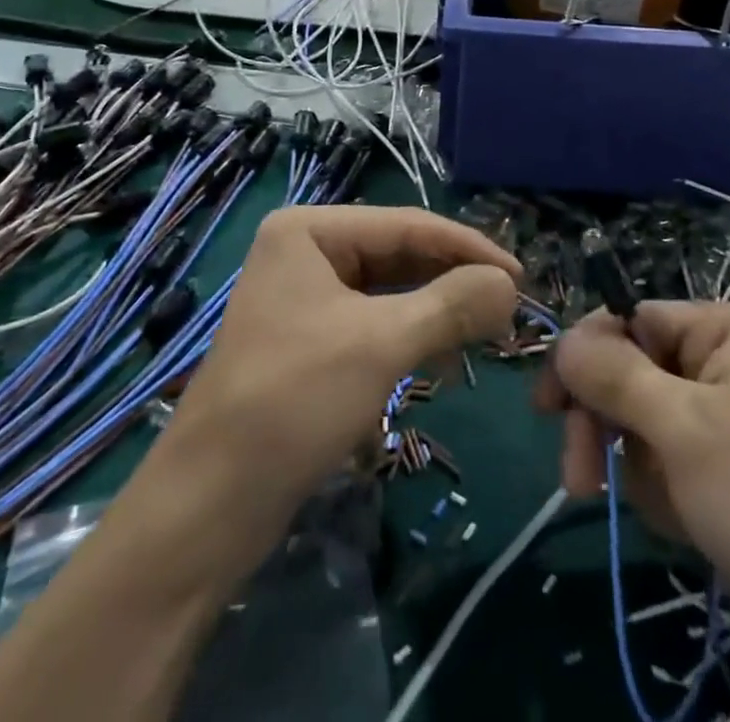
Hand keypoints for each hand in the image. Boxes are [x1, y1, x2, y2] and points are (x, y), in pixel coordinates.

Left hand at [168, 205, 520, 516]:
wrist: (209, 505)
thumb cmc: (293, 401)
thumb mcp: (382, 344)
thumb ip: (452, 305)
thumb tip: (510, 284)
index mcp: (309, 230)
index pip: (407, 224)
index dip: (468, 248)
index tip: (521, 277)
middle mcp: (304, 251)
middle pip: (398, 254)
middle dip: (452, 280)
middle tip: (508, 308)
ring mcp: (303, 295)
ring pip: (388, 289)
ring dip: (436, 309)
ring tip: (485, 331)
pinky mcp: (308, 338)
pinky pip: (372, 320)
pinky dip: (409, 335)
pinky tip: (442, 356)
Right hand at [535, 301, 729, 616]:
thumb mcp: (686, 428)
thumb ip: (615, 376)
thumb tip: (563, 338)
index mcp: (727, 331)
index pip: (632, 320)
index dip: (587, 357)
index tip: (547, 406)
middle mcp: (727, 368)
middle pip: (631, 373)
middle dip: (603, 421)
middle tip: (576, 476)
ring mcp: (728, 427)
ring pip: (642, 425)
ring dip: (635, 467)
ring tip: (667, 512)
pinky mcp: (728, 482)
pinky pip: (667, 468)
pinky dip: (663, 496)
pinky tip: (689, 529)